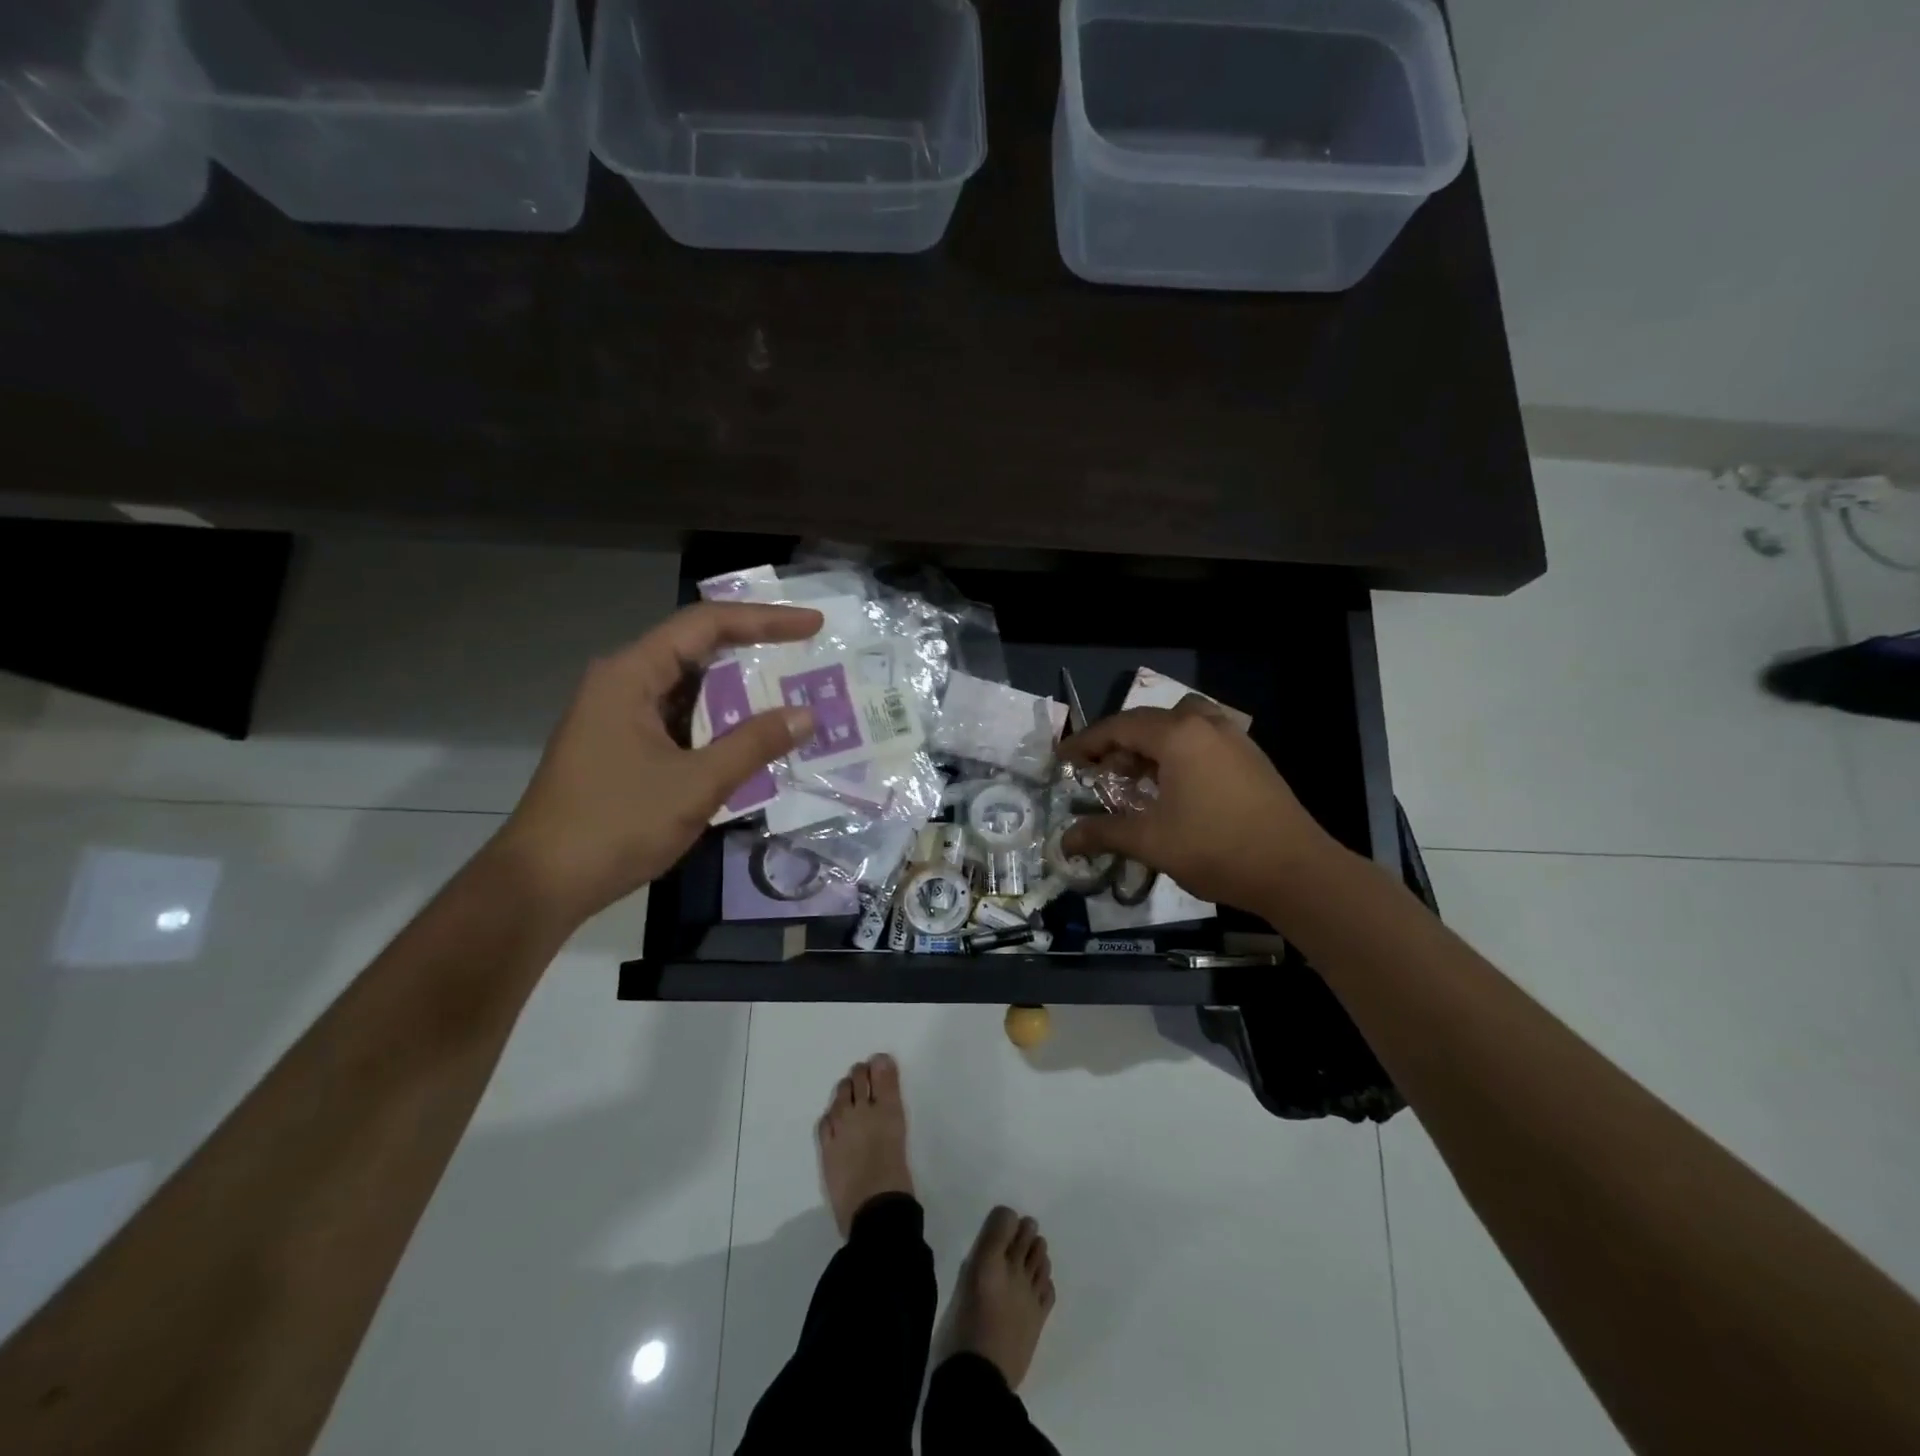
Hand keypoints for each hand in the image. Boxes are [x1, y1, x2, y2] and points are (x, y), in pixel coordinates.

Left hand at [494, 600, 822, 924]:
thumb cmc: (616, 825)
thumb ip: (754, 744)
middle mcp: (622, 683)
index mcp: (630, 675)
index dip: (765, 620)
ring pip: (690, 686)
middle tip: (808, 655)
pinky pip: (680, 718)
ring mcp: (620, 716)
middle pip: (697, 648)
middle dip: (755, 649)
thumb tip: (806, 715)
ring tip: (791, 691)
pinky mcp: (623, 746)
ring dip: (738, 689)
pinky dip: (719, 720)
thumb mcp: (696, 784)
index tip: (813, 625)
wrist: (542, 884)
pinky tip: (752, 734)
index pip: (706, 625)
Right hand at [1059, 696, 1339, 916]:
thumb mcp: (1151, 841)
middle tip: (1100, 775)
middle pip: (1149, 721)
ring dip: (1152, 745)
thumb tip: (1064, 841)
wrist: (1296, 871)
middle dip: (1118, 744)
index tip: (1063, 758)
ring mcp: (1234, 738)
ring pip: (1180, 725)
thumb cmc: (1216, 849)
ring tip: (1138, 779)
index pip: (1119, 727)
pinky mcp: (1251, 757)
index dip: (1086, 742)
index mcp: (1178, 735)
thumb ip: (1103, 833)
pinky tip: (1175, 789)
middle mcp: (1206, 725)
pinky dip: (1179, 752)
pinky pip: (1203, 739)